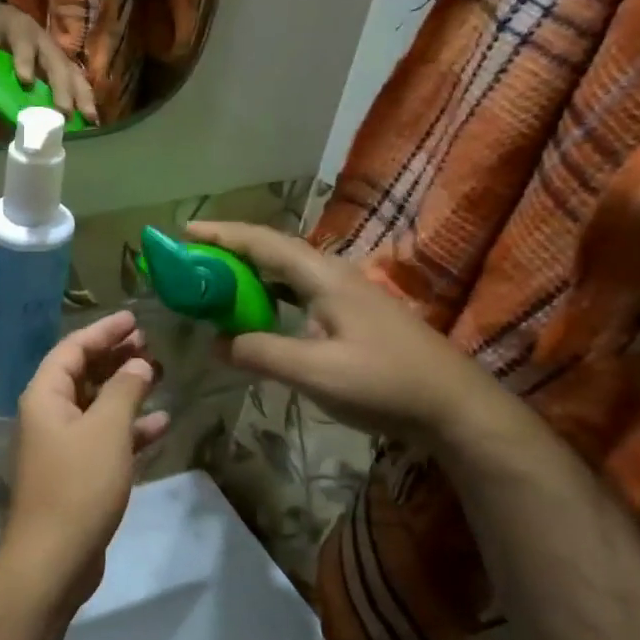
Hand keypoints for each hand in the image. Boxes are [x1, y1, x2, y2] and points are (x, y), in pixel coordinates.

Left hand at [0, 3, 97, 124]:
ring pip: (72, 72)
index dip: (25, 59)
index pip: (22, 41)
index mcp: (17, 27)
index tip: (25, 80)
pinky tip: (92, 119)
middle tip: (64, 111)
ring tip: (90, 118)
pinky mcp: (61, 66)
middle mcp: (42, 39)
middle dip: (61, 87)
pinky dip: (85, 99)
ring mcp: (54, 53)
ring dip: (82, 96)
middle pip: (55, 62)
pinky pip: (76, 81)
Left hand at [0, 312, 170, 611]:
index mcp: (45, 396)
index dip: (102, 331)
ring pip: (96, 406)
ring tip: (160, 374)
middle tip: (150, 343)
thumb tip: (138, 364)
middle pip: (82, 374)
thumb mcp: (106, 430)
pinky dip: (129, 428)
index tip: (134, 319)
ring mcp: (61, 446)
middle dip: (115, 357)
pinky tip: (160, 424)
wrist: (54, 558)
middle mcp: (48, 415)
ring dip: (126, 390)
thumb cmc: (78, 485)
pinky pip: (104, 438)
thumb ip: (124, 390)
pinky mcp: (77, 474)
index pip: (72, 349)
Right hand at [187, 222, 514, 452]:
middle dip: (230, 251)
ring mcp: (346, 297)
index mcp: (325, 279)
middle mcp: (334, 277)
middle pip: (273, 252)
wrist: (454, 408)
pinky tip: (256, 314)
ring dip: (248, 274)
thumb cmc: (386, 384)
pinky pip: (298, 295)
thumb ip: (261, 353)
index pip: (264, 244)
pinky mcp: (351, 318)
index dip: (223, 235)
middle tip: (190, 261)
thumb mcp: (315, 372)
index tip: (185, 232)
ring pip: (286, 274)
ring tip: (213, 284)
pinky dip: (268, 297)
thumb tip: (215, 343)